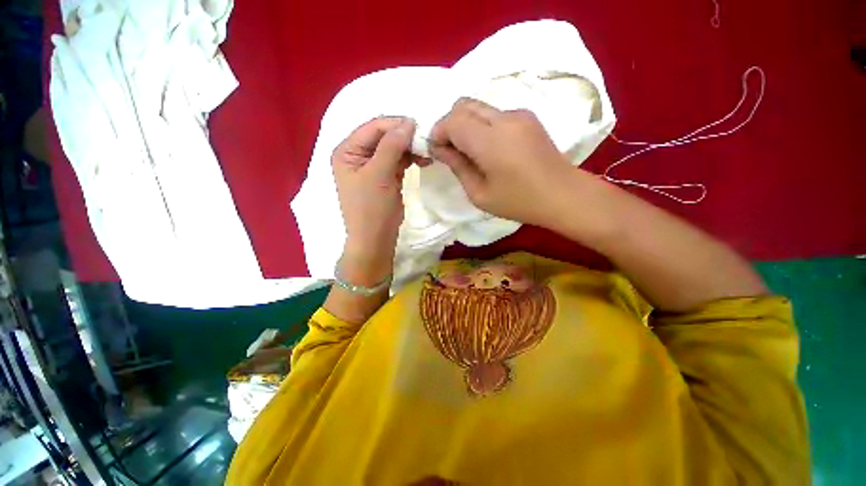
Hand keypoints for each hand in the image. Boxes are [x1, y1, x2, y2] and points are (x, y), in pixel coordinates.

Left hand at [332, 117, 415, 284]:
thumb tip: (408, 122)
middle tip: (426, 141)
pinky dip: (411, 159)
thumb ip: (391, 146)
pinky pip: (399, 161)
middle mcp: (358, 155)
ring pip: (394, 148)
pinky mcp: (385, 176)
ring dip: (410, 148)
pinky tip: (424, 160)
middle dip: (405, 137)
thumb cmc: (371, 208)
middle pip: (384, 136)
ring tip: (427, 153)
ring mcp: (373, 166)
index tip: (418, 126)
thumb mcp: (379, 175)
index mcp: (347, 151)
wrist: (376, 239)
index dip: (395, 124)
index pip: (372, 128)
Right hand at [428, 98, 572, 227]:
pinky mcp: (527, 117)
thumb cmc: (519, 201)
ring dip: (465, 124)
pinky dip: (482, 125)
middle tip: (450, 150)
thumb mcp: (480, 194)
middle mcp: (503, 118)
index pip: (452, 120)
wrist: (563, 194)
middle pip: (463, 105)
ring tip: (469, 151)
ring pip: (478, 107)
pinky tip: (489, 148)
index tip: (437, 151)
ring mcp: (518, 114)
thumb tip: (441, 149)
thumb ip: (458, 167)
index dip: (438, 133)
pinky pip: (494, 113)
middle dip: (449, 124)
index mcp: (490, 141)